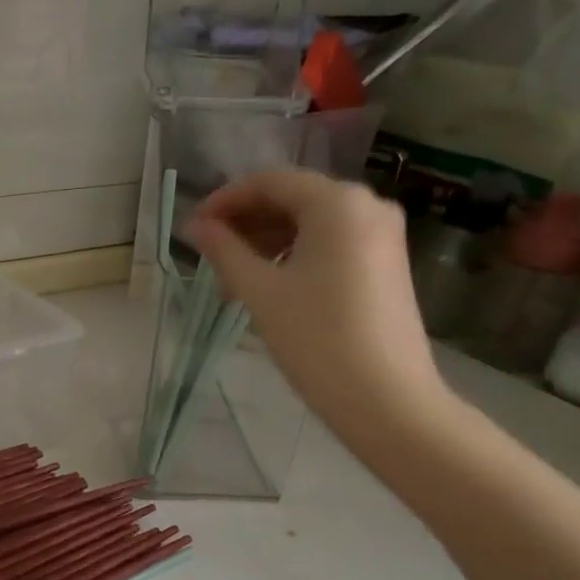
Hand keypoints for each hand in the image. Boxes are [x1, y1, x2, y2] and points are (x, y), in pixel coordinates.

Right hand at [185, 169, 444, 431]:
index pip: (270, 182)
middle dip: (246, 223)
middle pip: (292, 198)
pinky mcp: (385, 262)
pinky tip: (269, 285)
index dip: (226, 200)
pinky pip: (331, 242)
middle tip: (209, 257)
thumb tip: (193, 226)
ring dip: (267, 242)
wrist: (386, 397)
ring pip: (311, 222)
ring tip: (233, 280)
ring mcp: (382, 234)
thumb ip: (224, 250)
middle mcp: (367, 205)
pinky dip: (295, 254)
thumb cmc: (317, 339)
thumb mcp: (261, 291)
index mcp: (337, 203)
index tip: (194, 228)